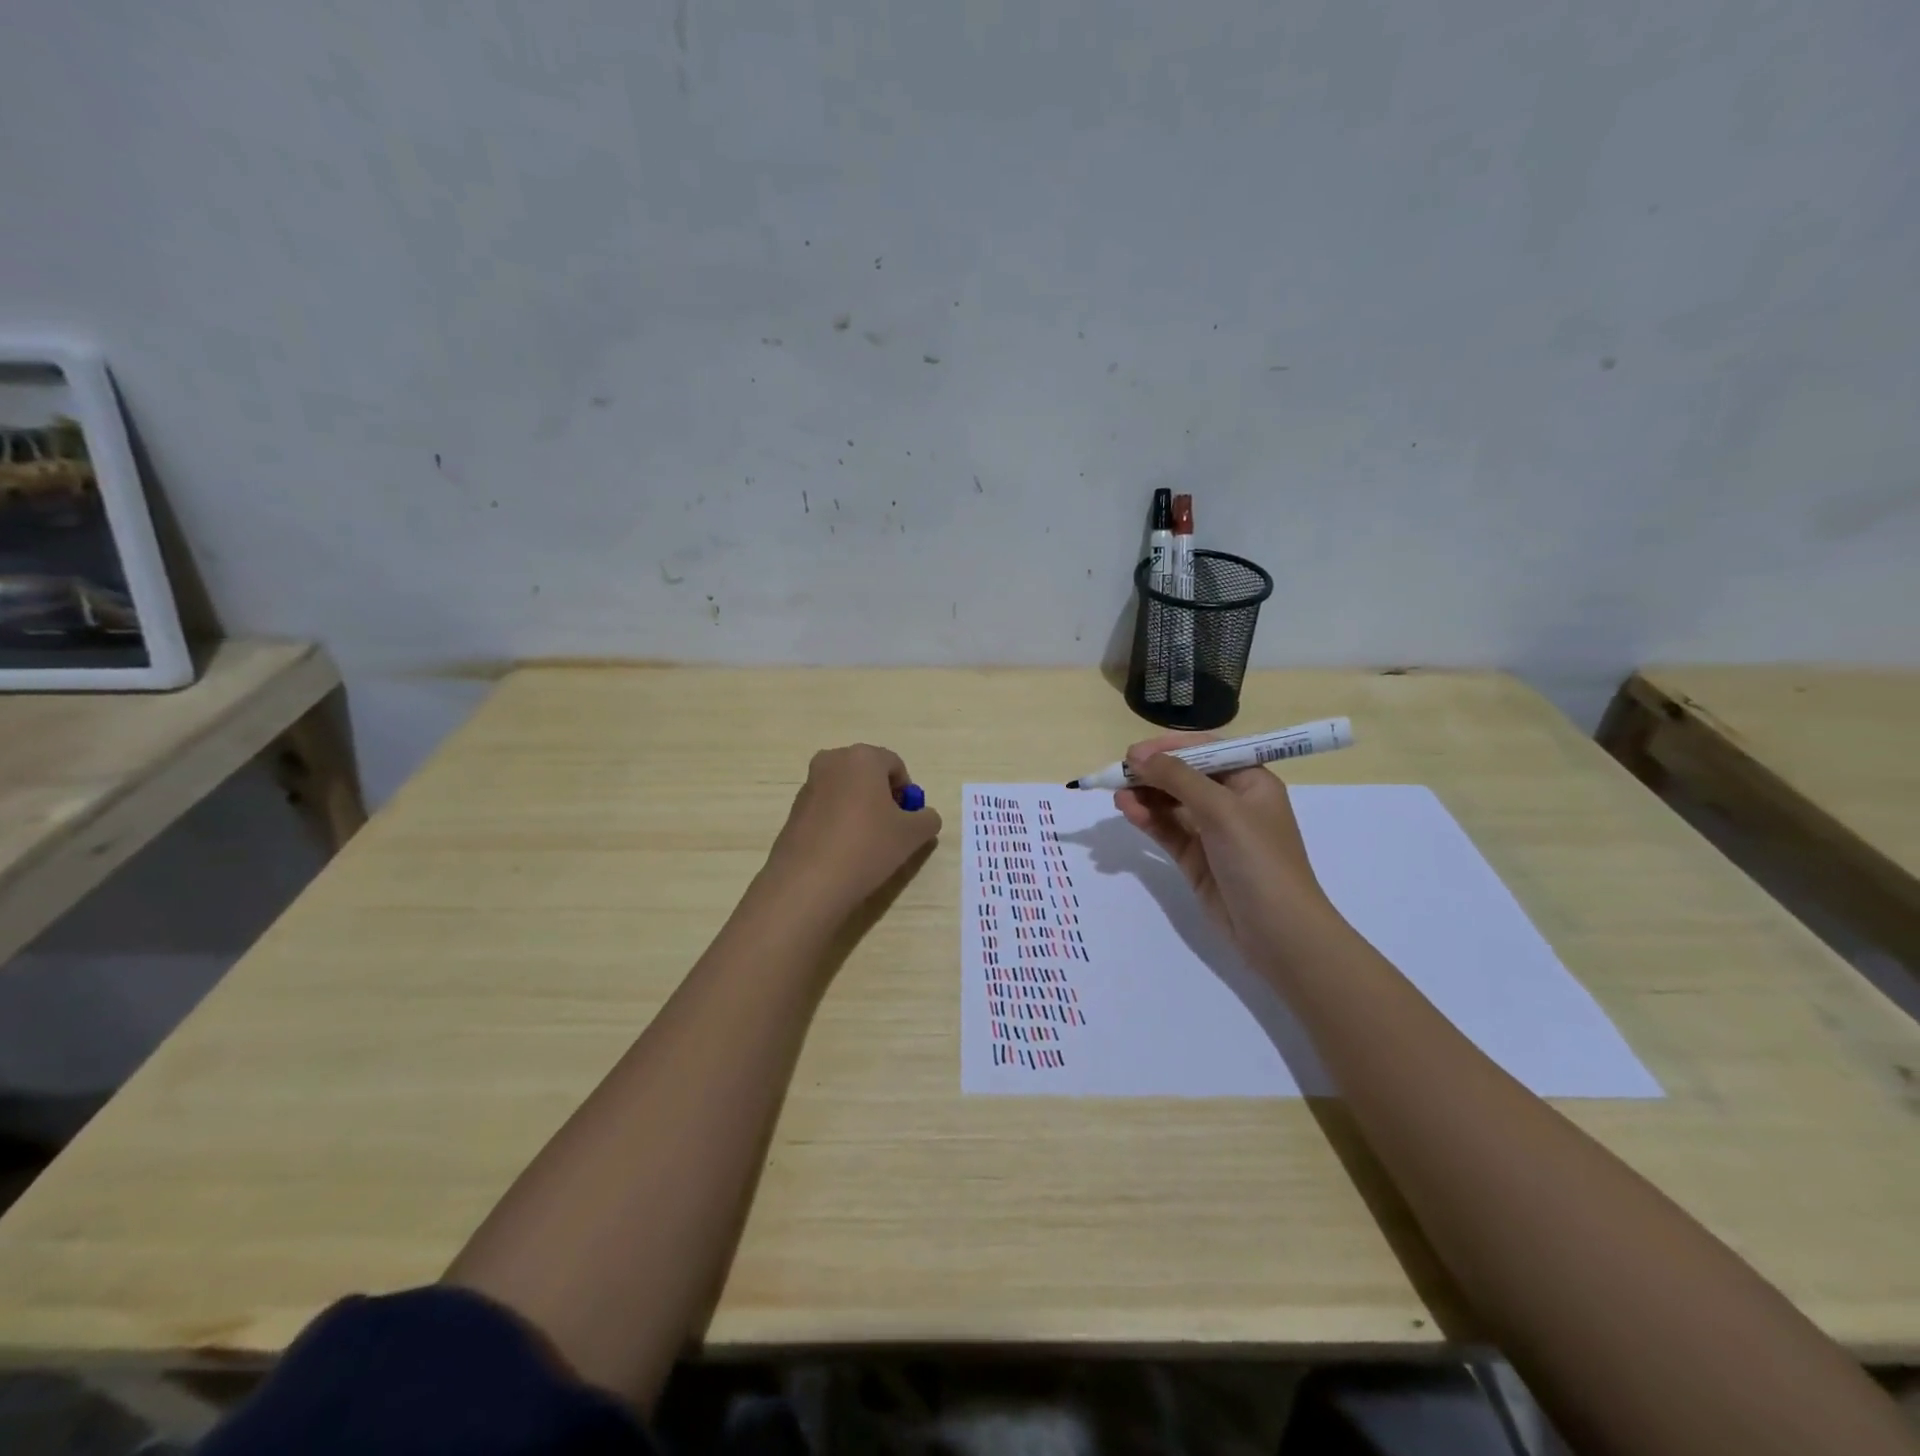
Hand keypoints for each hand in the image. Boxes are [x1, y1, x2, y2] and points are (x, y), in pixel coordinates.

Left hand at [761, 744, 941, 920]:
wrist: (808, 882)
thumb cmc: (867, 846)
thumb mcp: (912, 835)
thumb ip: (927, 819)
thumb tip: (924, 817)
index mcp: (863, 757)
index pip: (896, 765)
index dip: (907, 792)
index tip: (908, 820)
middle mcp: (832, 761)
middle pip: (868, 775)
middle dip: (883, 798)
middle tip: (891, 830)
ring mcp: (809, 784)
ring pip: (846, 791)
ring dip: (860, 810)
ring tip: (866, 844)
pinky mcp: (794, 809)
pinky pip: (827, 808)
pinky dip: (839, 822)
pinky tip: (843, 851)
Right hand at [1114, 732, 1334, 955]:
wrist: (1278, 932)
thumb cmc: (1259, 860)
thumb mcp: (1221, 810)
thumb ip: (1178, 778)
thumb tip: (1137, 756)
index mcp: (1250, 781)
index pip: (1206, 751)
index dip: (1169, 747)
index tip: (1134, 752)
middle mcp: (1232, 802)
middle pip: (1185, 776)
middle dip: (1152, 773)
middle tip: (1118, 773)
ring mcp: (1213, 832)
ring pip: (1172, 803)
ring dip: (1145, 796)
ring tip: (1117, 795)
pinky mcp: (1196, 858)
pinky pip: (1167, 830)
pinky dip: (1148, 819)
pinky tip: (1128, 811)